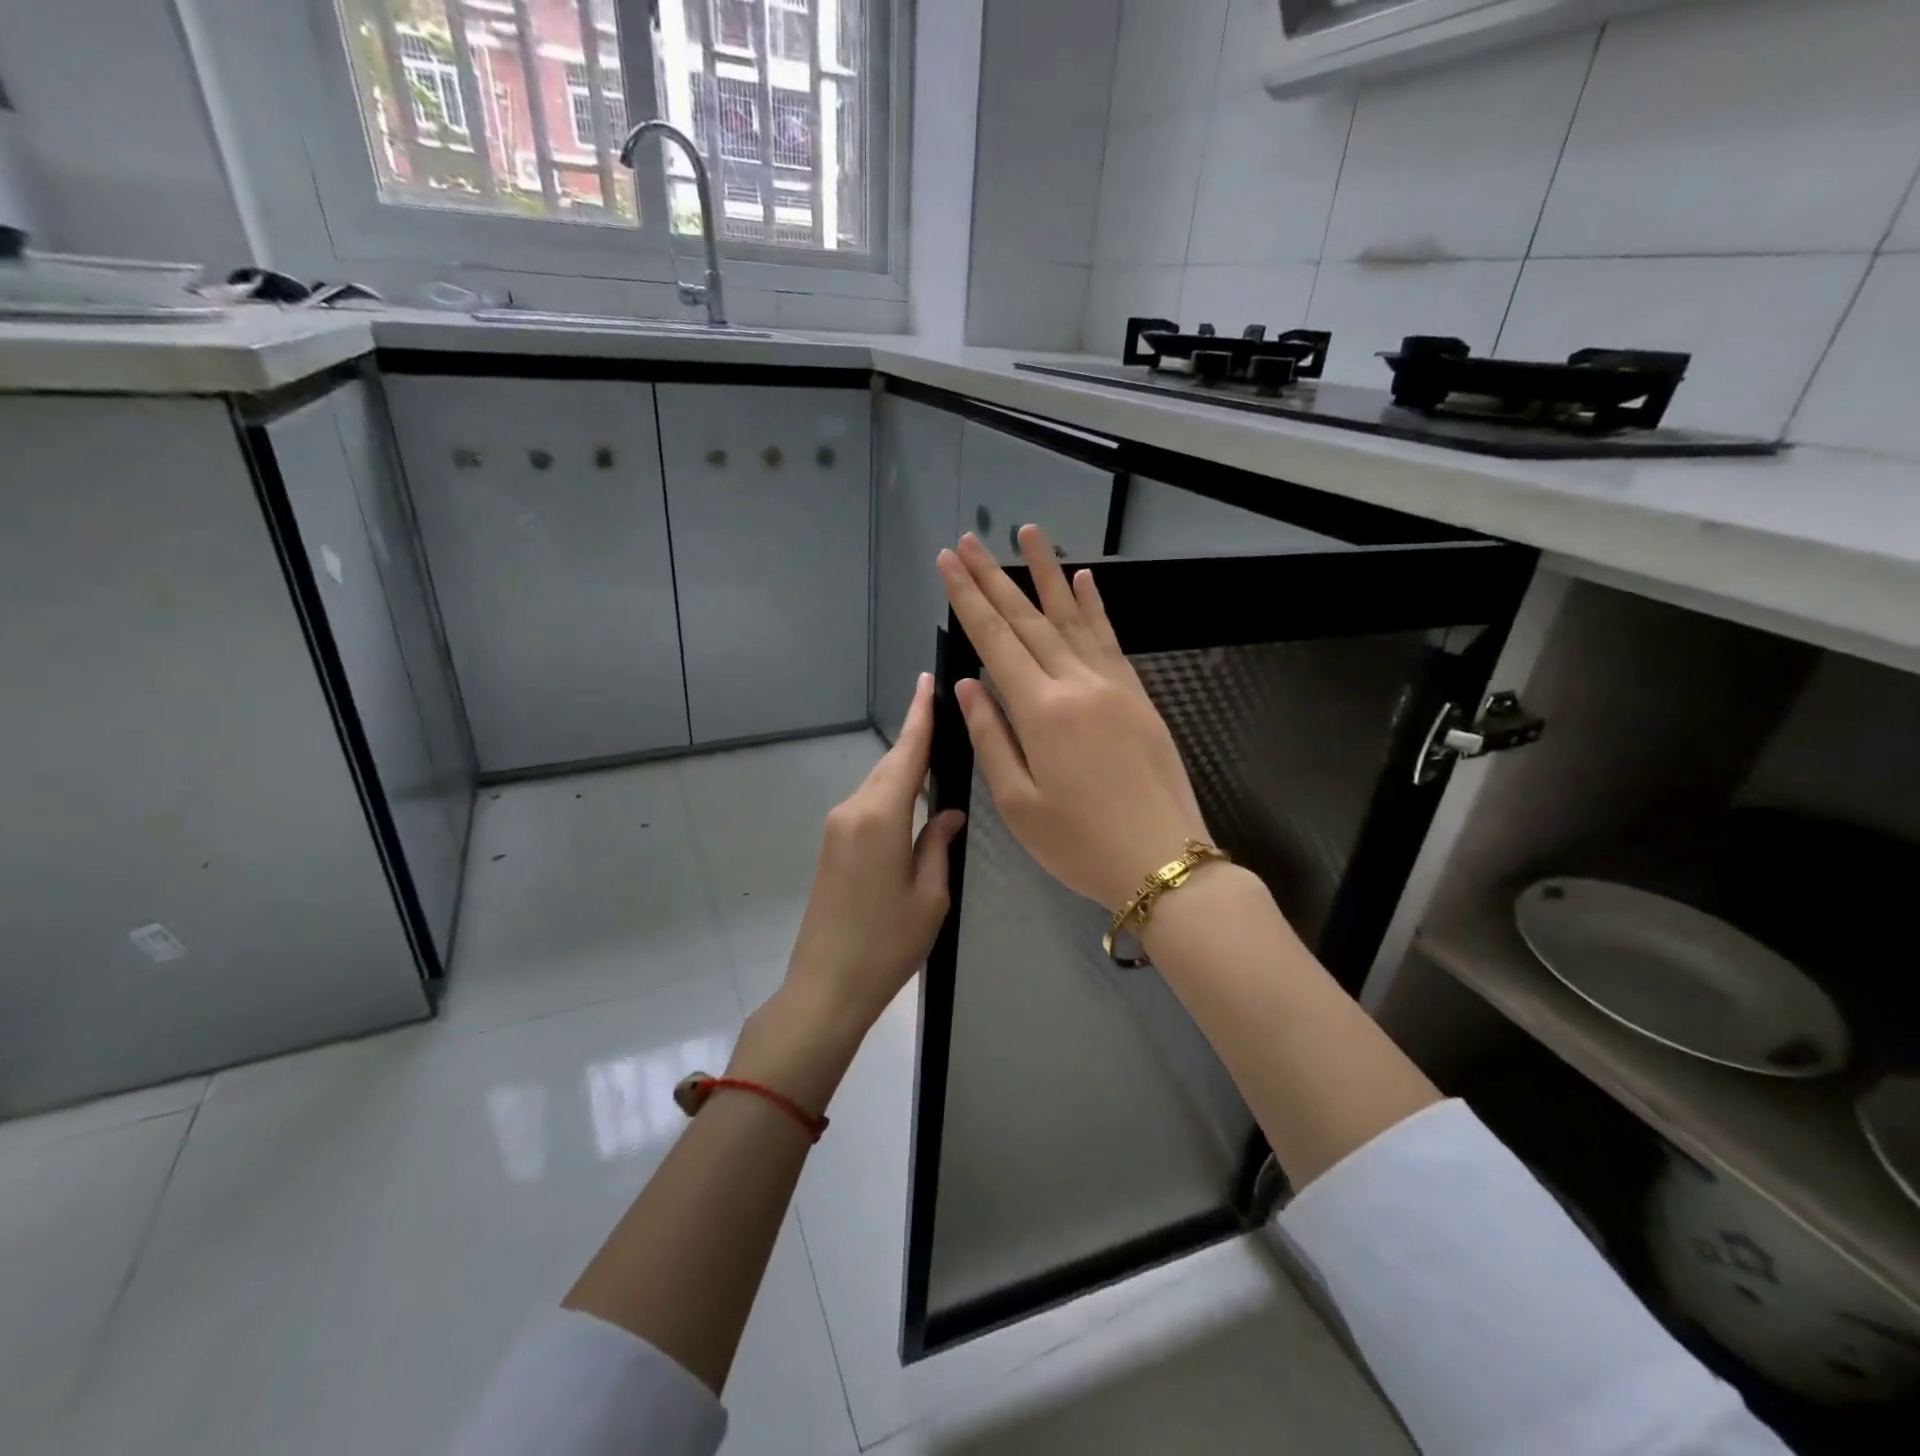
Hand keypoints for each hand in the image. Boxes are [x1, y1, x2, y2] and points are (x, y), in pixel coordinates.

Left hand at [780, 673, 966, 1047]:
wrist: (825, 986)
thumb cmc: (887, 944)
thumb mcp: (930, 896)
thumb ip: (939, 844)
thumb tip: (950, 812)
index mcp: (880, 817)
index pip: (906, 753)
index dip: (920, 715)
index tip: (926, 681)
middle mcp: (852, 811)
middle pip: (890, 765)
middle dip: (917, 741)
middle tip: (948, 721)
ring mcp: (836, 828)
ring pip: (878, 785)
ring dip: (906, 771)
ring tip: (940, 762)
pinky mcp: (831, 846)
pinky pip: (867, 805)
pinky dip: (892, 794)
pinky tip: (914, 803)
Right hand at [937, 527, 1209, 911]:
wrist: (1162, 860)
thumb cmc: (1079, 843)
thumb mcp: (1018, 803)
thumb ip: (991, 736)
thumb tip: (968, 684)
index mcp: (1041, 711)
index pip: (995, 640)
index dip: (967, 599)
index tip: (948, 562)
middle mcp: (1076, 683)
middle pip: (1028, 620)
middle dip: (994, 577)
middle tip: (969, 540)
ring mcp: (1112, 685)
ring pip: (1072, 617)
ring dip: (1046, 574)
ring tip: (1028, 533)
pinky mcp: (1136, 695)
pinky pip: (1110, 639)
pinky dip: (1094, 606)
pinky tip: (1083, 580)